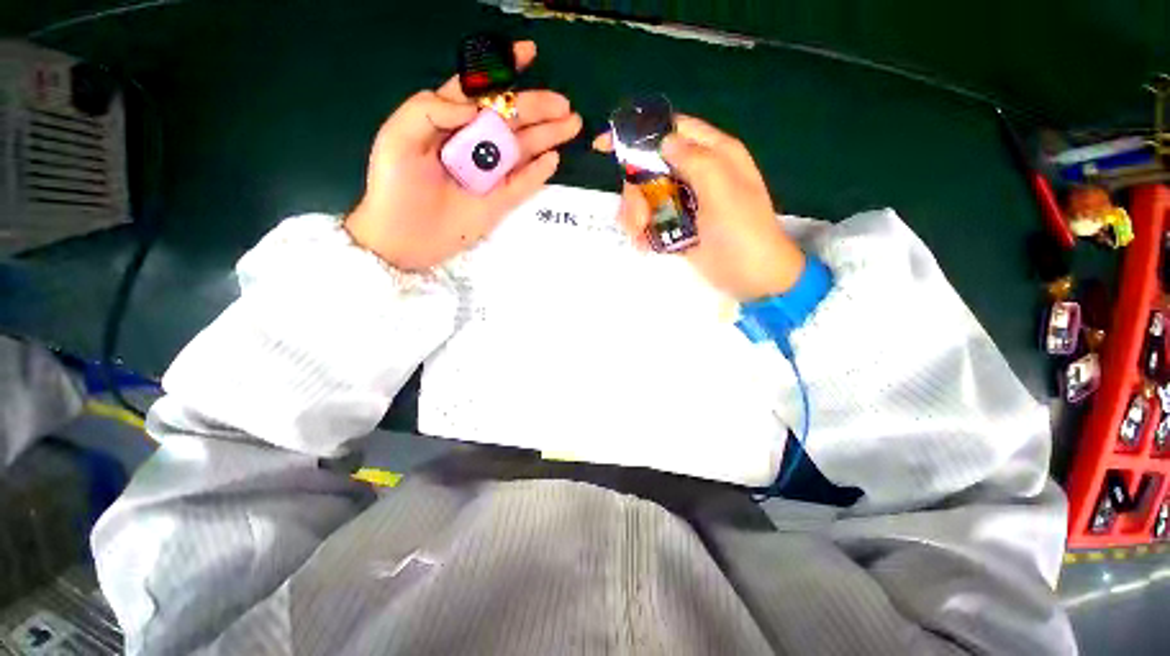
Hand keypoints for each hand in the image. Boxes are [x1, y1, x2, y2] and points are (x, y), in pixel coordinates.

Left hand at [345, 41, 581, 270]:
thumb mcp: (398, 138)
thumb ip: (429, 109)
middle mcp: (474, 143)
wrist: (404, 239)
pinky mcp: (499, 201)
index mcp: (448, 121)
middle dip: (537, 107)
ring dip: (547, 135)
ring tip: (571, 124)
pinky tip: (553, 160)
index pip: (480, 88)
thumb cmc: (395, 186)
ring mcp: (489, 173)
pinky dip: (538, 172)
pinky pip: (523, 184)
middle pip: (510, 119)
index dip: (504, 68)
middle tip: (565, 105)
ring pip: (523, 149)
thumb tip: (475, 106)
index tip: (529, 53)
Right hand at [593, 115, 804, 301]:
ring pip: (646, 194)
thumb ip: (696, 161)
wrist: (753, 280)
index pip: (671, 130)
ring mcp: (686, 201)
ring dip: (635, 215)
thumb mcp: (723, 194)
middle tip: (638, 220)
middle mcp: (698, 173)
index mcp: (715, 155)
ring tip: (639, 236)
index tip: (603, 147)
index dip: (638, 134)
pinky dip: (641, 230)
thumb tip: (664, 140)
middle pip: (650, 167)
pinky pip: (651, 218)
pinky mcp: (678, 225)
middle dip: (636, 192)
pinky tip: (643, 245)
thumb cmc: (743, 235)